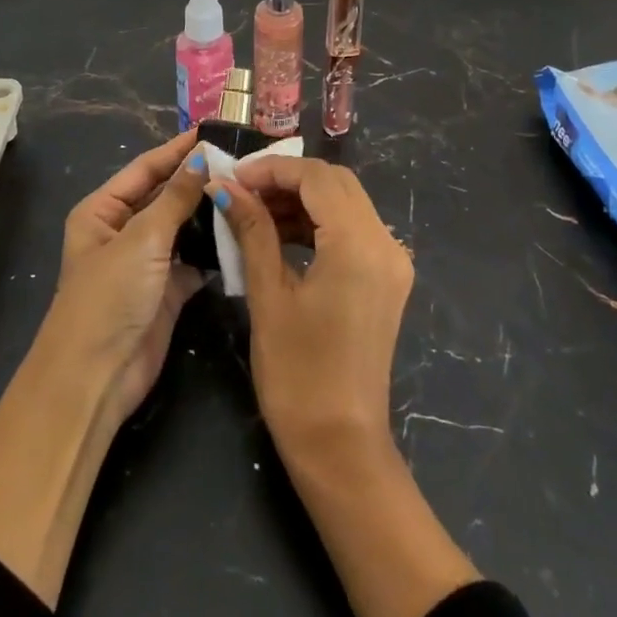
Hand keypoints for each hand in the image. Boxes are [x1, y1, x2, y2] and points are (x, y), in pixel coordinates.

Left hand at [0, 131, 208, 607]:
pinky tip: (244, 231)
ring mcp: (147, 261)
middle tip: (242, 160)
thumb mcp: (142, 239)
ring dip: (210, 212)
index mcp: (104, 211)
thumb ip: (175, 198)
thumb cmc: (109, 296)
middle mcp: (124, 230)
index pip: (145, 169)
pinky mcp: (168, 289)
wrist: (95, 378)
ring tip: (250, 189)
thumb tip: (202, 158)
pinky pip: (195, 259)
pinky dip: (215, 248)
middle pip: (166, 195)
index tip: (213, 131)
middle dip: (199, 179)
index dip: (177, 150)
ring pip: (183, 226)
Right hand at [211, 156, 412, 460]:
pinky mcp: (387, 279)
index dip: (272, 169)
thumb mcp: (269, 295)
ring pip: (346, 203)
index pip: (316, 177)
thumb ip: (252, 230)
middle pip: (336, 183)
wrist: (341, 447)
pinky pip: (353, 230)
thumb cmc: (298, 374)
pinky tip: (282, 234)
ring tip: (255, 211)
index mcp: (359, 244)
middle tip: (242, 192)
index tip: (233, 178)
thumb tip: (225, 187)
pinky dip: (319, 222)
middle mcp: (385, 243)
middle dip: (287, 179)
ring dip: (302, 199)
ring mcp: (392, 261)